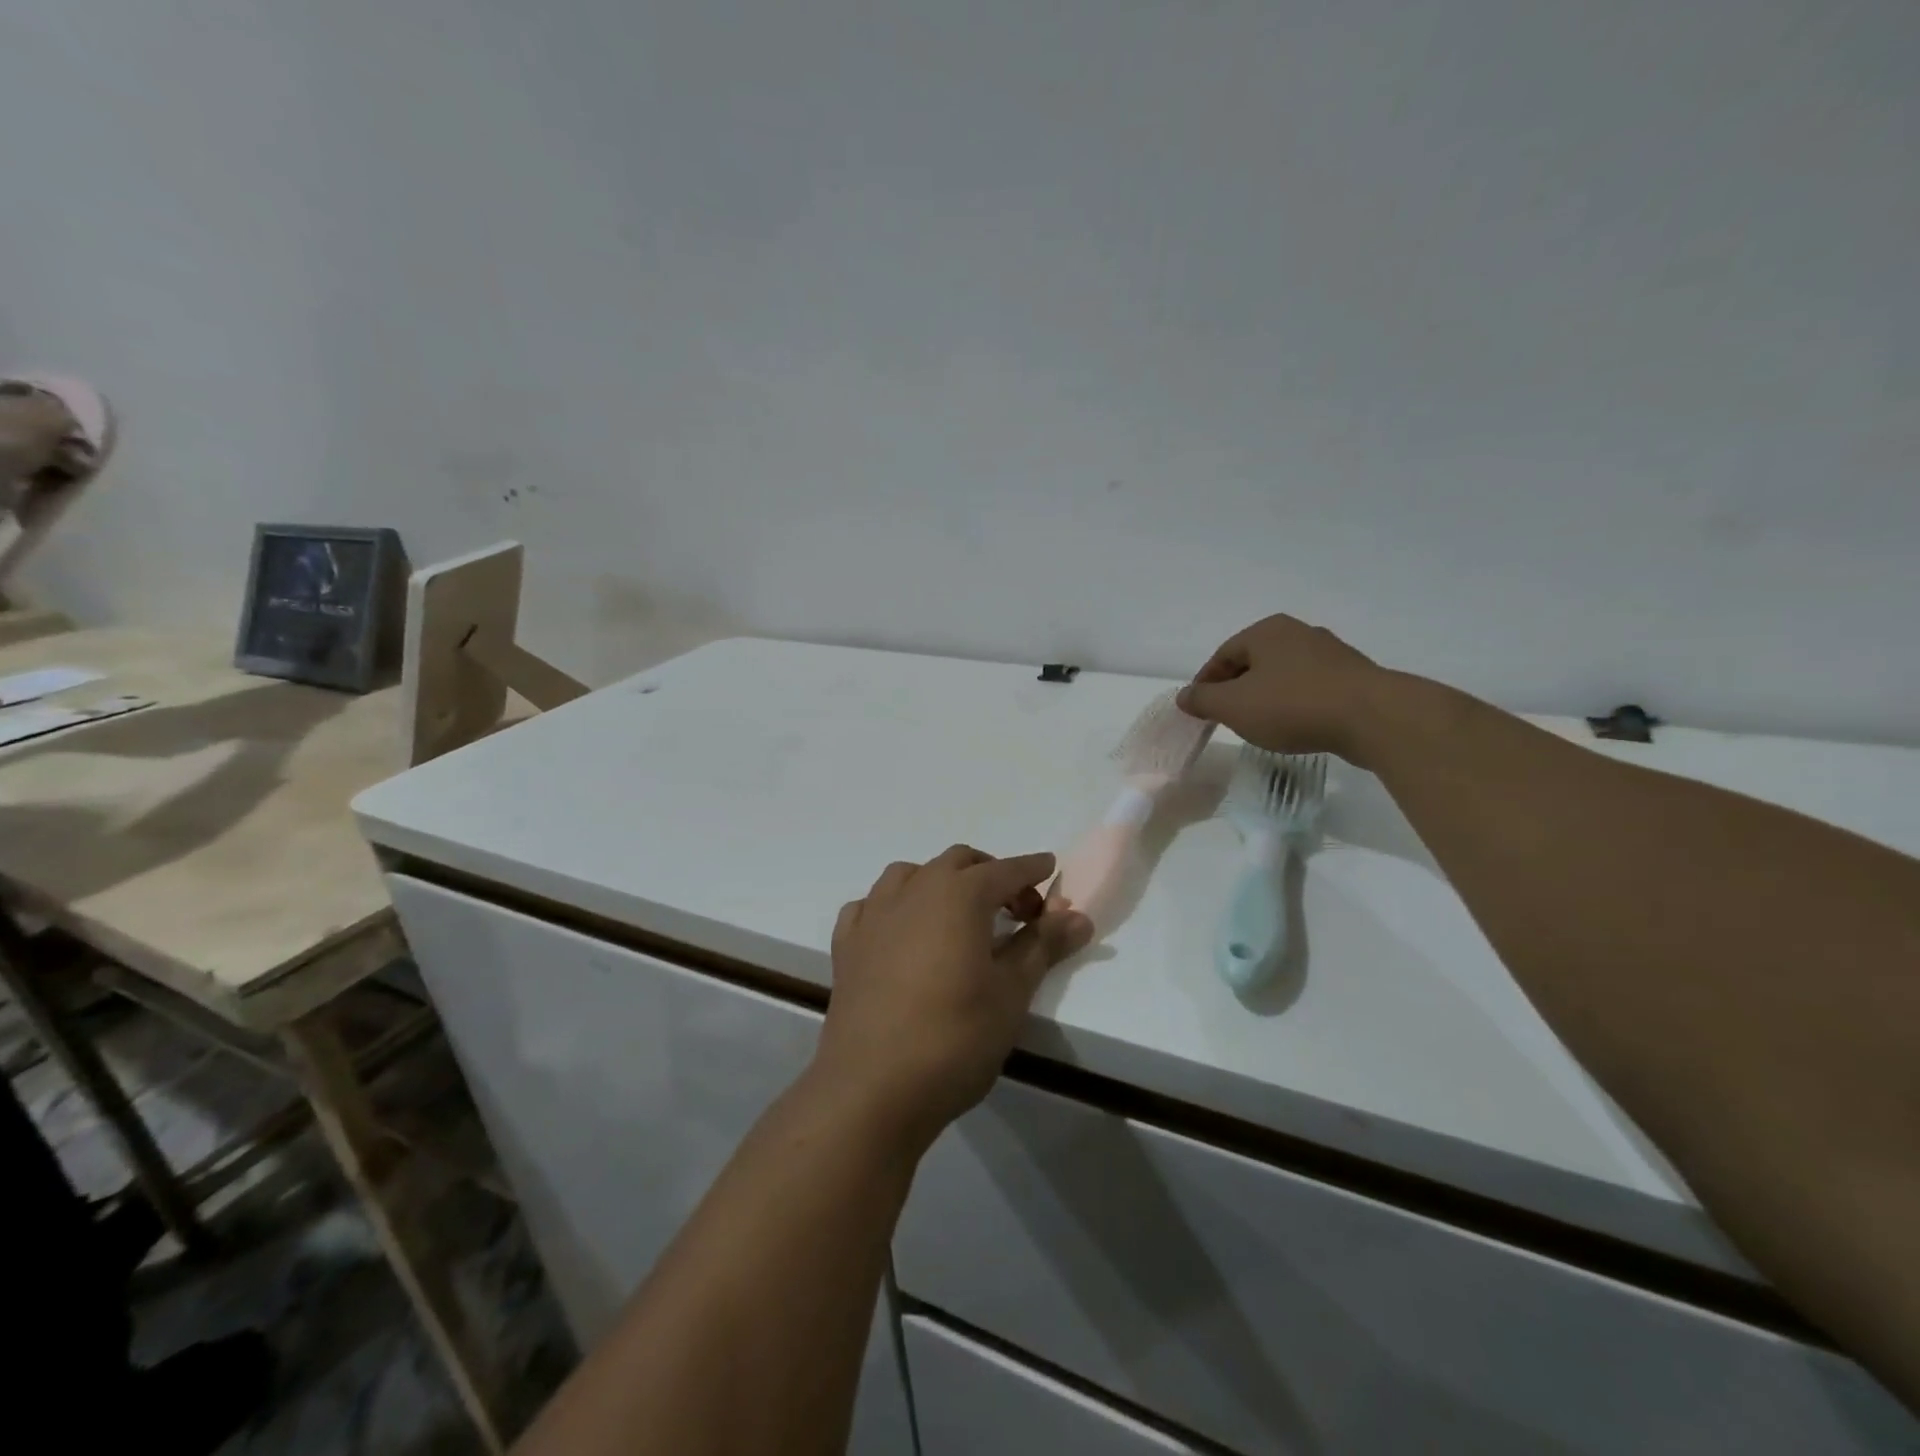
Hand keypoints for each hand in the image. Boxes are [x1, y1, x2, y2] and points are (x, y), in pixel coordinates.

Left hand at [817, 846, 1093, 1152]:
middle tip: (1013, 907)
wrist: (872, 1088)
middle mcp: (914, 890)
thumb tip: (1077, 915)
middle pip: (957, 862)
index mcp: (959, 895)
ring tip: (957, 915)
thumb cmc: (954, 1038)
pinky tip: (901, 931)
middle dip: (989, 873)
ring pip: (910, 874)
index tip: (1050, 869)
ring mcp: (874, 914)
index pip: (1005, 870)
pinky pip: (871, 905)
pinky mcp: (846, 944)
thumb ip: (1042, 946)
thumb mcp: (1012, 993)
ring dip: (939, 882)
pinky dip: (894, 907)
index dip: (1032, 869)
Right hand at [1177, 615, 1387, 763]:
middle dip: (1237, 689)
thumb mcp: (1234, 706)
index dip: (1206, 683)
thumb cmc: (1292, 705)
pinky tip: (1296, 725)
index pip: (1223, 655)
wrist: (1372, 717)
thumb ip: (1203, 700)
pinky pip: (1311, 688)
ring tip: (1260, 725)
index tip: (1199, 709)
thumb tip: (1184, 695)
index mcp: (1266, 631)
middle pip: (1254, 662)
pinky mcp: (1354, 677)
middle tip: (1226, 717)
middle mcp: (1298, 633)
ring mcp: (1330, 653)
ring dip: (1267, 697)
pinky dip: (1295, 704)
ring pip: (1283, 675)